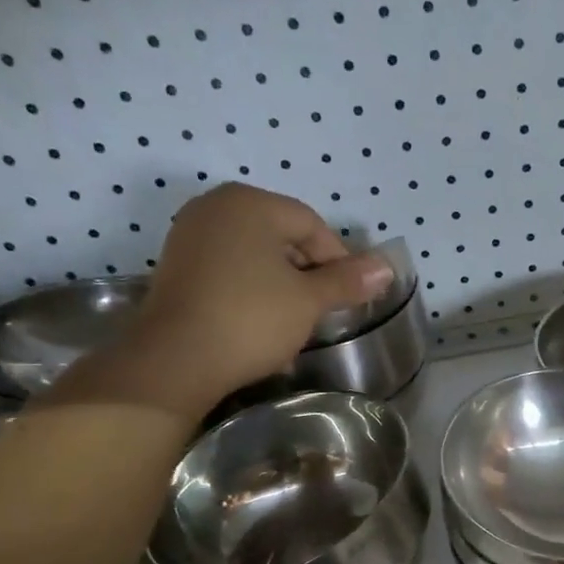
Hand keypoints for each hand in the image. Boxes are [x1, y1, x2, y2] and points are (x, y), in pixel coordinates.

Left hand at [97, 183, 394, 414]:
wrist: (176, 360)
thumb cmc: (251, 319)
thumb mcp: (308, 301)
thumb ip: (347, 281)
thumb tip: (386, 267)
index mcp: (251, 203)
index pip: (312, 224)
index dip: (338, 260)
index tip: (348, 296)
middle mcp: (217, 207)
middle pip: (282, 236)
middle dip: (308, 273)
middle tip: (322, 311)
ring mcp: (191, 235)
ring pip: (255, 256)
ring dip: (281, 286)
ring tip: (293, 323)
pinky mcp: (177, 265)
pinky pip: (229, 270)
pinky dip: (251, 292)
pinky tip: (260, 325)